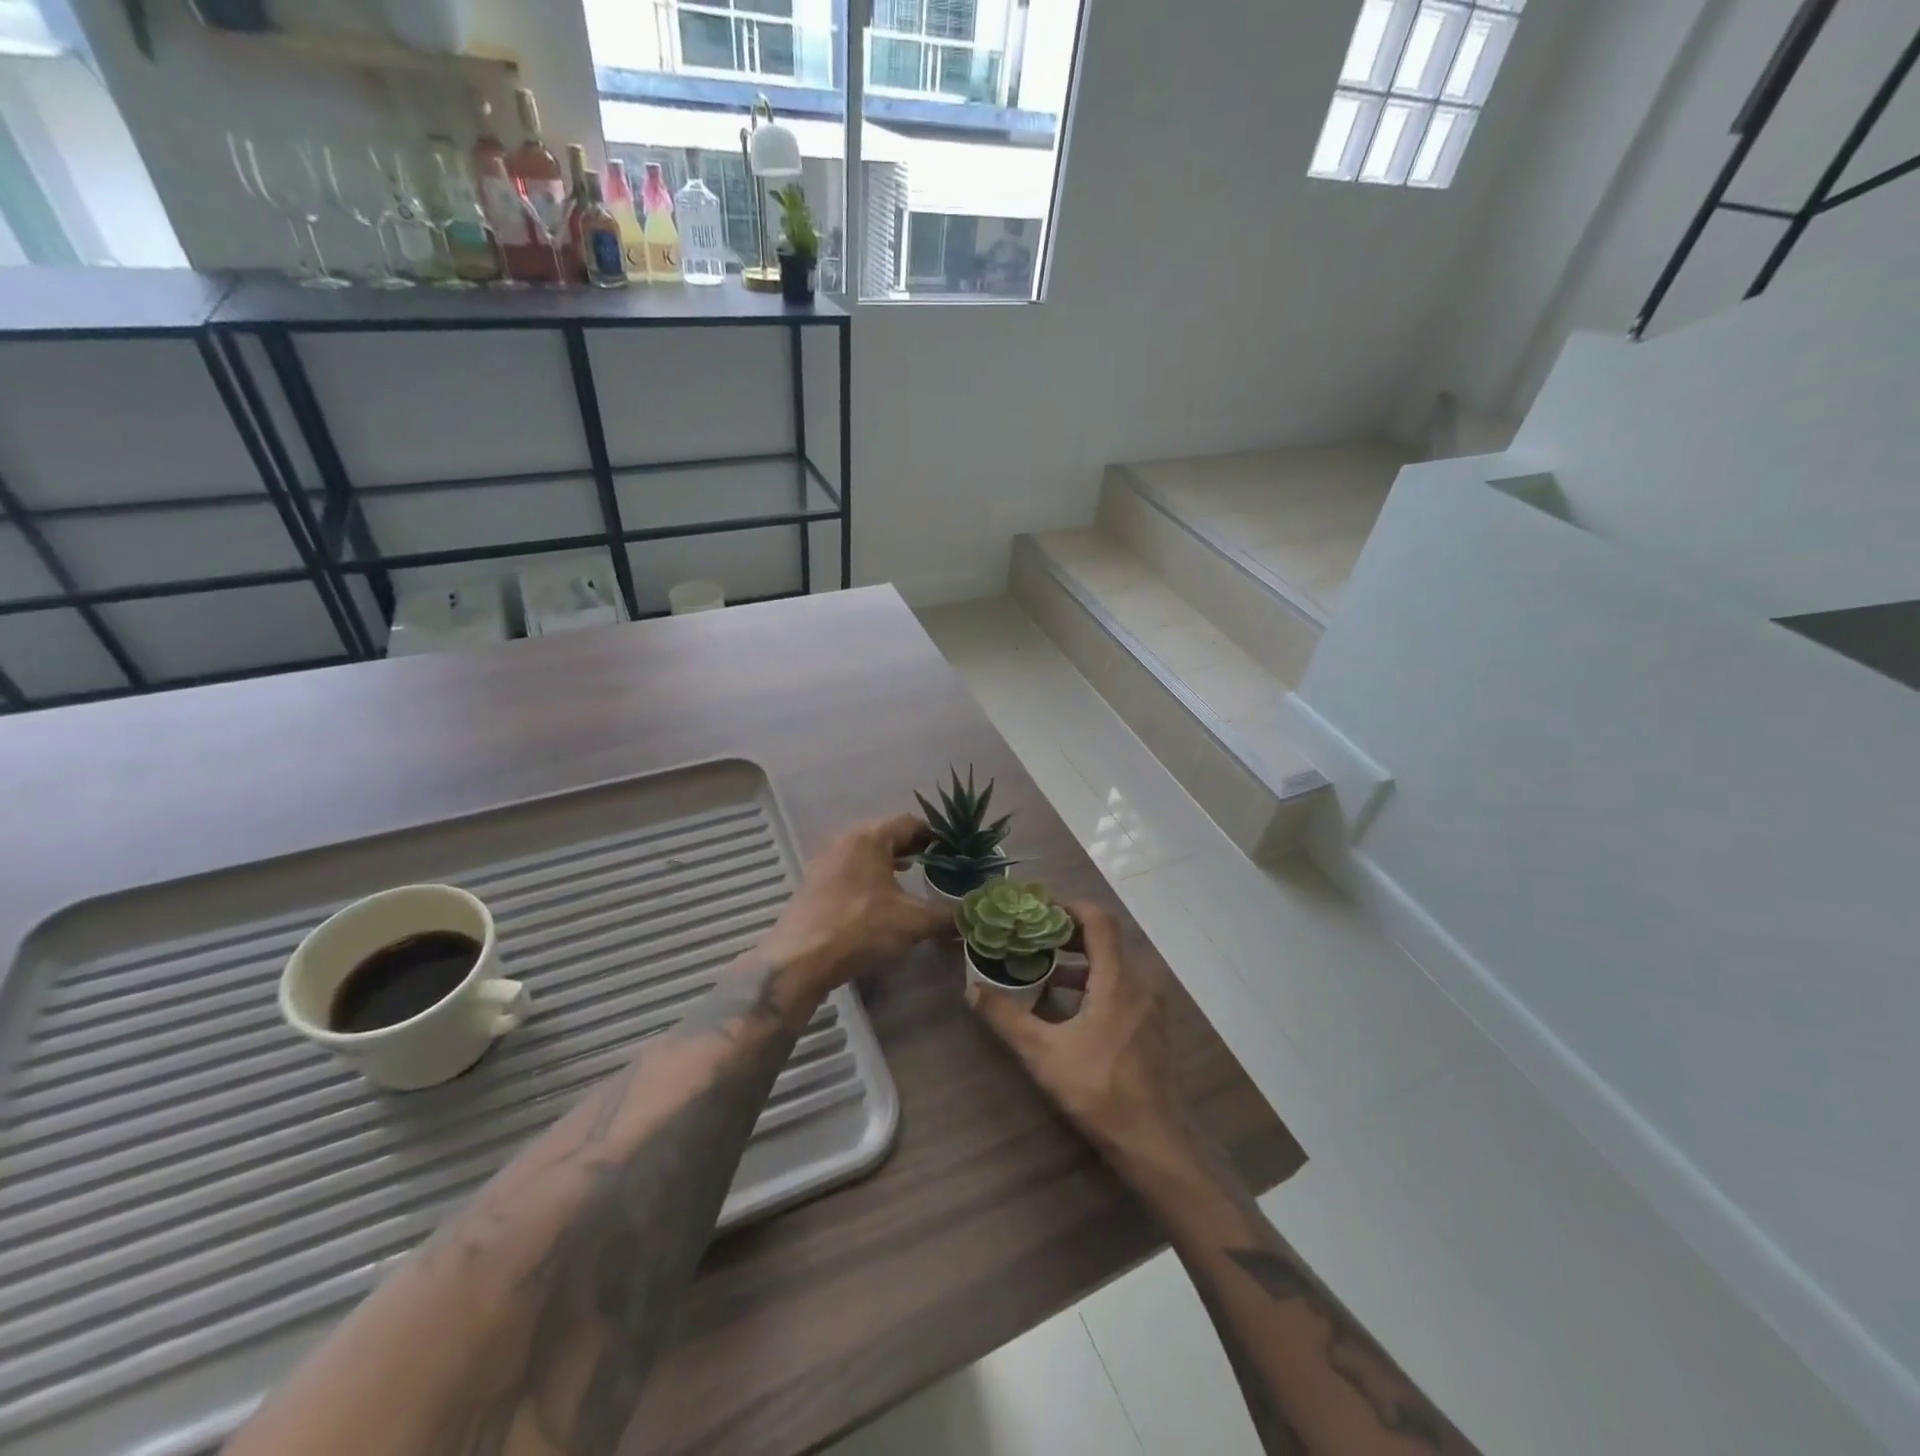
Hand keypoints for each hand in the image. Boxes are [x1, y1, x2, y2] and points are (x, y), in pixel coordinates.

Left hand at [761, 813, 951, 998]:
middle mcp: (844, 840)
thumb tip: (971, 917)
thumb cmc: (860, 927)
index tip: (954, 851)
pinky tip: (881, 901)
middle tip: (939, 866)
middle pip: (887, 835)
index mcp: (869, 837)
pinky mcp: (814, 885)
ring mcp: (825, 862)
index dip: (936, 835)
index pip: (910, 822)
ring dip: (890, 864)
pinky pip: (851, 871)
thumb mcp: (913, 922)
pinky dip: (871, 878)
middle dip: (914, 849)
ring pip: (867, 854)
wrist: (799, 960)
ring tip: (913, 882)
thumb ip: (947, 916)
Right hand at [966, 901, 1186, 1164]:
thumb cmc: (1098, 1090)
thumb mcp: (1043, 1053)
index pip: (1099, 920)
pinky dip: (1094, 979)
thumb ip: (1006, 1017)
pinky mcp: (1151, 1024)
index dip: (1069, 907)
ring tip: (1043, 964)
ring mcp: (1150, 1004)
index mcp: (1118, 979)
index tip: (1037, 910)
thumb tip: (971, 988)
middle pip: (1105, 937)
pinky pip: (1122, 983)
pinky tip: (1068, 1001)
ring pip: (1114, 961)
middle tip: (1032, 935)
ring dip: (1080, 957)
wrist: (1153, 1141)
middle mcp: (1139, 982)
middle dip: (1068, 931)